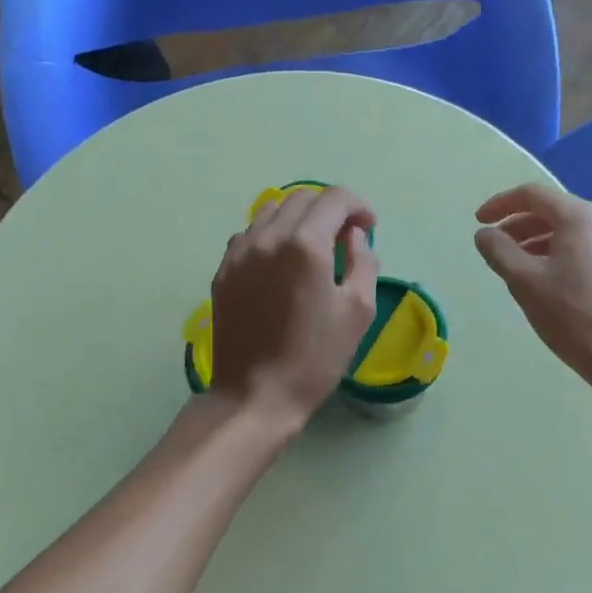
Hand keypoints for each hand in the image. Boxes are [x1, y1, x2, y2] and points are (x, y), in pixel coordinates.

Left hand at [208, 186, 379, 432]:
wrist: (256, 394)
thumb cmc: (315, 357)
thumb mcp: (358, 311)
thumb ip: (363, 261)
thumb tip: (354, 236)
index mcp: (305, 244)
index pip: (335, 199)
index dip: (358, 206)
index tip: (368, 227)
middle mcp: (268, 237)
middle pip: (301, 198)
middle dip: (329, 208)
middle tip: (344, 236)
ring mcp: (239, 253)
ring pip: (270, 211)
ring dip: (298, 218)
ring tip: (312, 246)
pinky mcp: (223, 271)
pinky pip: (249, 235)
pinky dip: (271, 236)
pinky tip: (280, 263)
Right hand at [474, 182, 591, 385]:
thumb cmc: (573, 316)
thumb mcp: (525, 282)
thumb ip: (500, 251)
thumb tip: (485, 233)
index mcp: (581, 218)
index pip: (533, 195)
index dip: (500, 204)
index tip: (479, 222)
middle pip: (554, 211)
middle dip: (519, 225)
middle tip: (495, 246)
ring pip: (571, 232)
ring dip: (538, 241)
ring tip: (517, 267)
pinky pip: (586, 249)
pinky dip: (559, 254)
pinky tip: (548, 282)